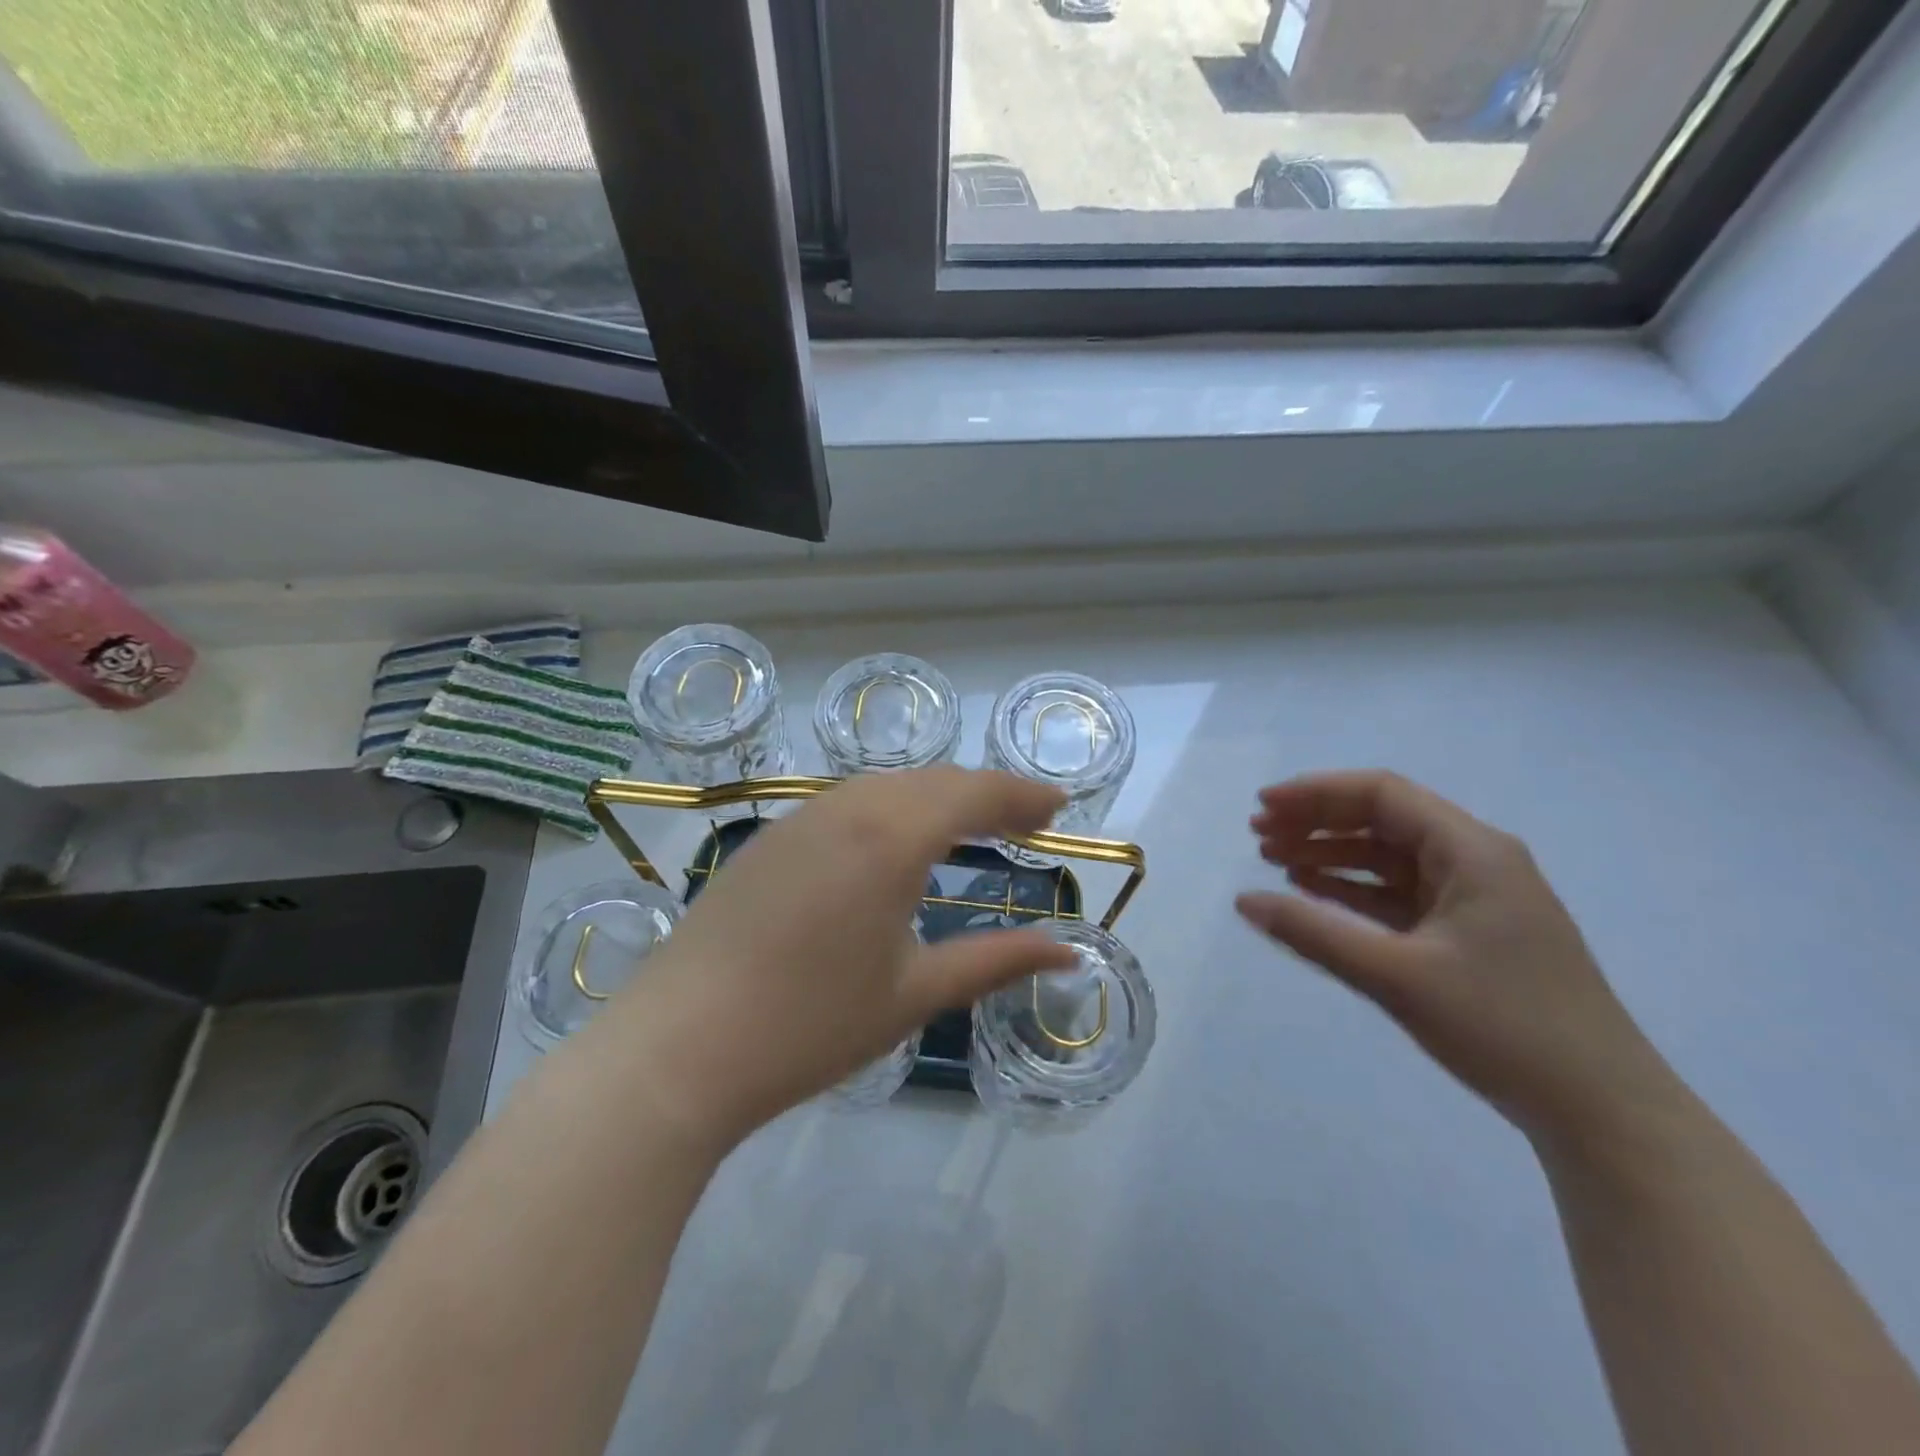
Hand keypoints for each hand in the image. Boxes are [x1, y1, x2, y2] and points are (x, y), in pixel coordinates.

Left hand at [607, 767, 1076, 1148]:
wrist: (679, 1048)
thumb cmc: (810, 1026)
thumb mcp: (914, 994)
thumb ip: (995, 961)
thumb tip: (1068, 950)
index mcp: (891, 837)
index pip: (973, 794)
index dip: (1022, 795)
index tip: (1058, 807)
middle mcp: (847, 808)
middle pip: (932, 780)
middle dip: (986, 793)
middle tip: (1026, 820)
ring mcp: (800, 818)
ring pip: (886, 785)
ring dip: (936, 796)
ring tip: (971, 827)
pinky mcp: (769, 839)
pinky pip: (847, 802)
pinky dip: (891, 808)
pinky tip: (894, 842)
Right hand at [1237, 771, 1677, 1144]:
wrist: (1603, 1112)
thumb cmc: (1504, 1028)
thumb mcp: (1396, 976)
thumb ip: (1314, 933)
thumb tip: (1243, 902)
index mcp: (1472, 851)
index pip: (1382, 795)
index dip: (1316, 794)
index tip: (1263, 808)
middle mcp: (1476, 861)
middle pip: (1383, 820)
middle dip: (1317, 823)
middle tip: (1257, 836)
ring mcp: (1476, 899)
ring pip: (1389, 858)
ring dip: (1332, 855)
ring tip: (1275, 861)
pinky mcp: (1470, 934)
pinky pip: (1401, 895)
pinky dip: (1355, 890)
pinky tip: (1316, 895)